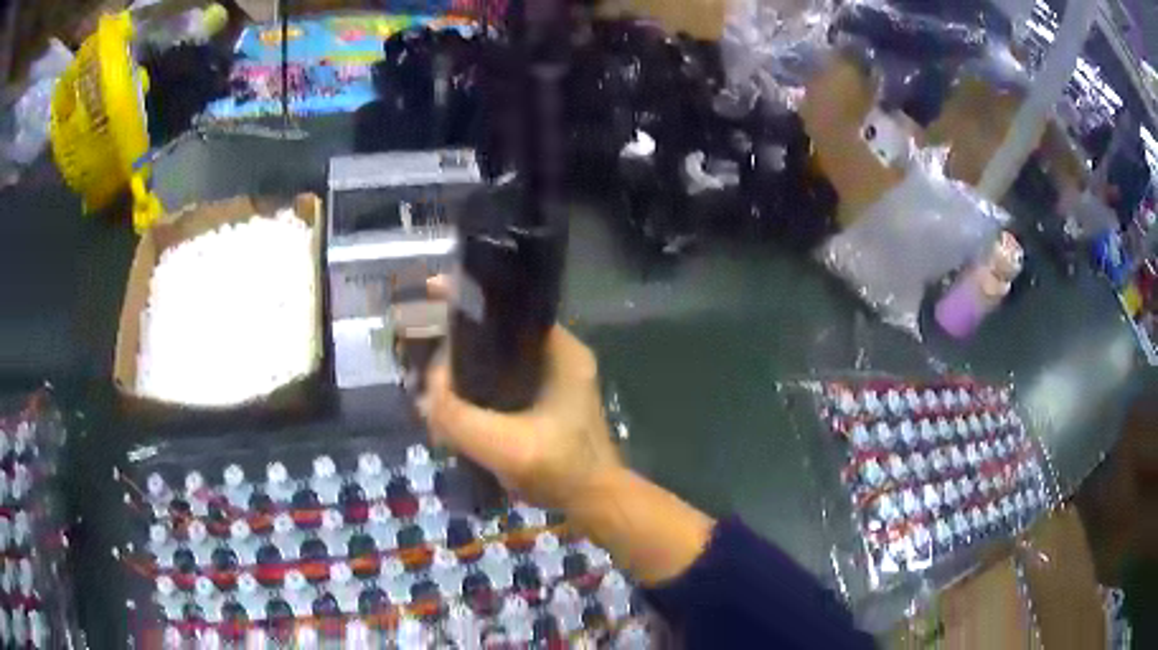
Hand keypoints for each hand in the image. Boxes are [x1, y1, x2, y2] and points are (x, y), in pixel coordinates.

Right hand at [420, 280, 622, 512]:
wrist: (595, 503)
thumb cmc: (562, 471)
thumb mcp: (506, 447)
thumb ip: (459, 417)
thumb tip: (429, 391)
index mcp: (561, 351)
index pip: (508, 308)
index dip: (469, 299)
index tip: (431, 294)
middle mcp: (558, 357)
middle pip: (498, 332)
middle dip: (458, 338)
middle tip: (421, 347)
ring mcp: (552, 381)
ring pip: (497, 359)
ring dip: (465, 366)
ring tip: (430, 377)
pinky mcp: (544, 403)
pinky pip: (502, 382)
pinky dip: (476, 388)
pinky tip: (452, 404)